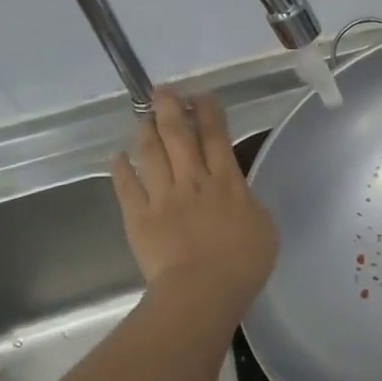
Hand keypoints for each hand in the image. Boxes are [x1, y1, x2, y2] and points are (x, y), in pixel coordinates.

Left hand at [110, 86, 277, 313]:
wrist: (203, 290)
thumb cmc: (244, 262)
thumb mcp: (264, 227)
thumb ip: (249, 203)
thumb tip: (239, 191)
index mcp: (228, 183)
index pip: (217, 137)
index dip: (209, 112)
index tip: (202, 94)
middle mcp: (194, 181)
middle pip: (179, 136)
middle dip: (171, 109)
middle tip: (163, 90)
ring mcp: (163, 197)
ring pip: (152, 154)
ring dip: (147, 131)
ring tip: (143, 116)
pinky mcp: (139, 217)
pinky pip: (127, 187)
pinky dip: (120, 169)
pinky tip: (117, 156)